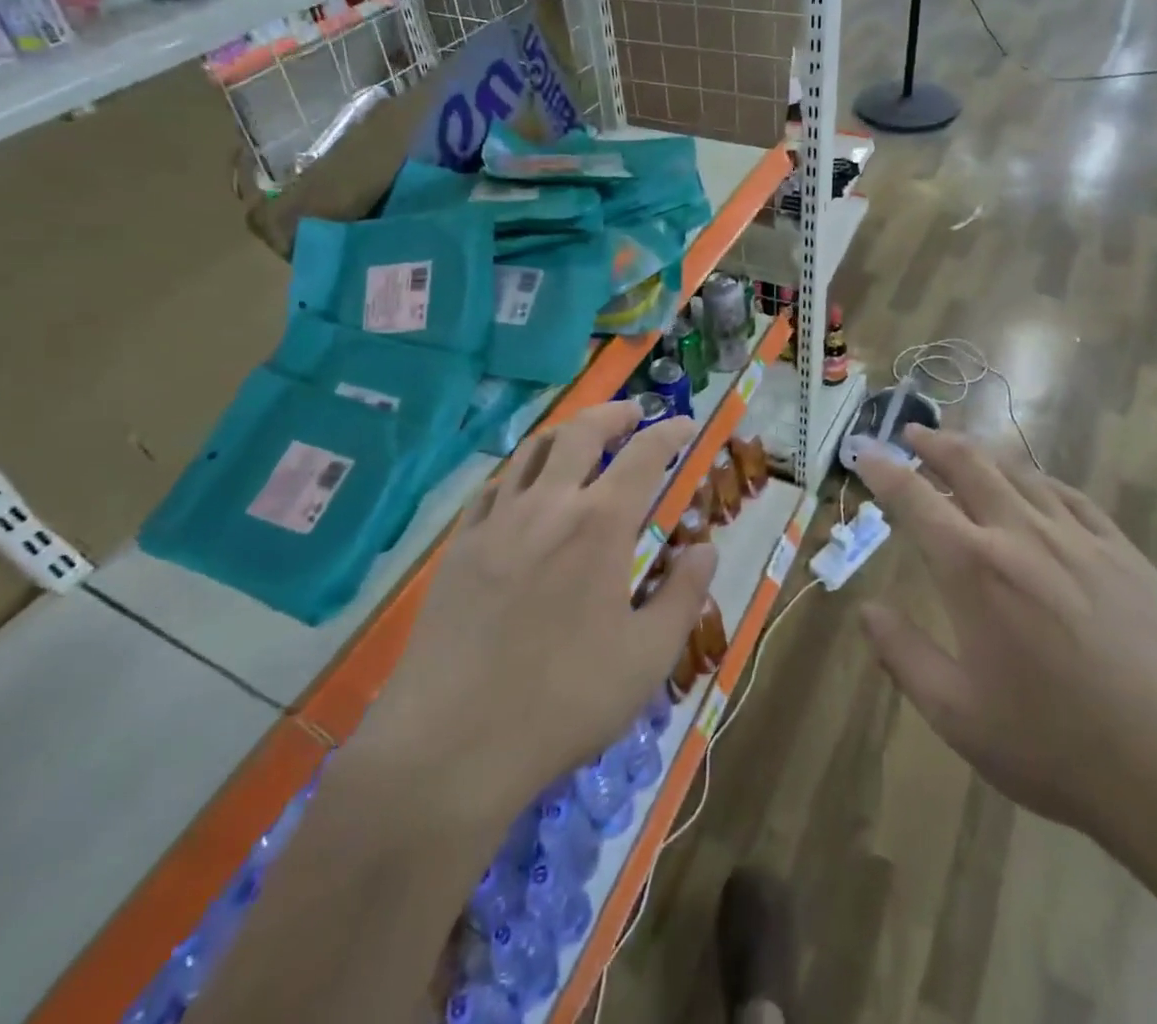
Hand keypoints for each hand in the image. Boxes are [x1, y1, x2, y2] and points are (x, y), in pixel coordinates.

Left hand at [359, 402, 716, 833]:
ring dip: (565, 433)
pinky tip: (525, 490)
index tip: (684, 426)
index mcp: (601, 524)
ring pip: (533, 451)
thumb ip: (683, 595)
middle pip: (581, 432)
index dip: (669, 433)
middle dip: (613, 414)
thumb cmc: (563, 701)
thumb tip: (705, 548)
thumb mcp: (647, 657)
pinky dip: (521, 472)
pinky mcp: (460, 545)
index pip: (643, 455)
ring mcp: (497, 521)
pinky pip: (495, 487)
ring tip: (583, 440)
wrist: (451, 742)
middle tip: (633, 414)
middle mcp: (549, 504)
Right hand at [857, 428, 1156, 879]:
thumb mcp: (957, 715)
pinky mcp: (1125, 554)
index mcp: (974, 569)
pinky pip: (1073, 497)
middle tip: (912, 433)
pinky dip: (1040, 480)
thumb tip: (865, 609)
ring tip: (964, 449)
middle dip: (933, 442)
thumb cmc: (1057, 748)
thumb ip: (903, 654)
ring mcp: (1080, 539)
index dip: (883, 469)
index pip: (914, 498)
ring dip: (983, 453)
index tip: (865, 452)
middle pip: (969, 464)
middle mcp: (1022, 535)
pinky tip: (1036, 486)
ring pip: (1021, 472)